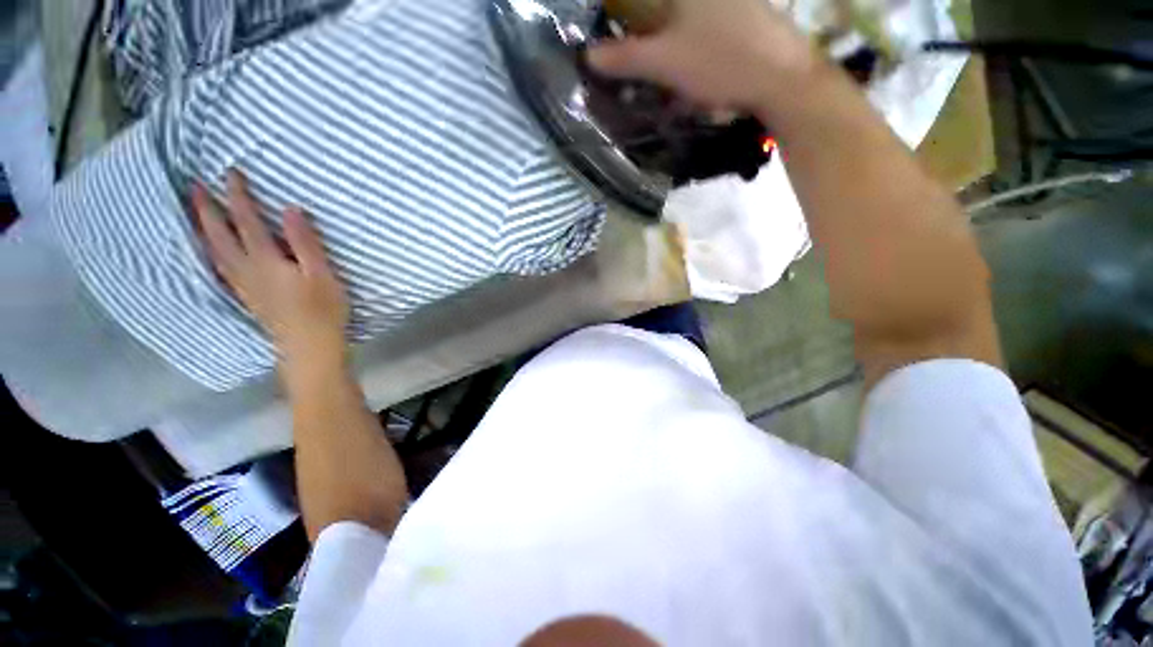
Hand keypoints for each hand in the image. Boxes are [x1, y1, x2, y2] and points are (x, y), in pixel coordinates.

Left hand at [192, 170, 348, 379]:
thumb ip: (304, 241)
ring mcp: (245, 287)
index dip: (237, 196)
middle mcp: (249, 273)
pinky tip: (210, 253)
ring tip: (194, 215)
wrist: (310, 356)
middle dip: (207, 213)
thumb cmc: (321, 314)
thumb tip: (289, 209)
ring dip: (204, 233)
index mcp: (266, 263)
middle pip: (221, 239)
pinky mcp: (248, 298)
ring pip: (217, 256)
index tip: (228, 172)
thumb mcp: (321, 274)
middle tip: (195, 189)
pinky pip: (222, 272)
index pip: (247, 222)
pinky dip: (211, 257)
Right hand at [587, 0, 814, 110]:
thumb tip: (589, 55)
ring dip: (685, 26)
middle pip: (677, 5)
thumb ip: (622, 56)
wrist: (797, 86)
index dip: (629, 5)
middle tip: (646, 40)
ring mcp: (748, 2)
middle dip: (656, 20)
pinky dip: (712, 32)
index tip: (621, 19)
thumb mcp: (663, 62)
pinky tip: (711, 59)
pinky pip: (729, 19)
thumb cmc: (724, 62)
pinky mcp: (767, 19)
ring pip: (705, 12)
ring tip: (676, 55)